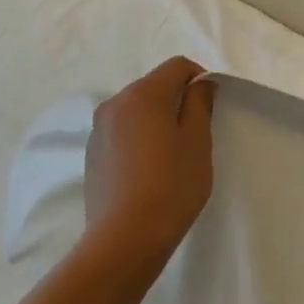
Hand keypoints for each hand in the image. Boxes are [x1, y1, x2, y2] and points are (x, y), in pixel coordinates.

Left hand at [82, 57, 216, 269]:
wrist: (126, 237)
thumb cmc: (172, 184)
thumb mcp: (198, 140)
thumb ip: (200, 103)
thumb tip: (200, 83)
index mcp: (144, 94)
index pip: (177, 66)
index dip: (199, 78)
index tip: (211, 106)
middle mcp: (115, 103)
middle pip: (154, 86)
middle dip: (177, 100)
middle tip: (196, 133)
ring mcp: (98, 129)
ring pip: (137, 110)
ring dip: (157, 120)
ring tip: (172, 154)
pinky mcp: (92, 154)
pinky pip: (122, 132)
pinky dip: (139, 138)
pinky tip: (150, 170)